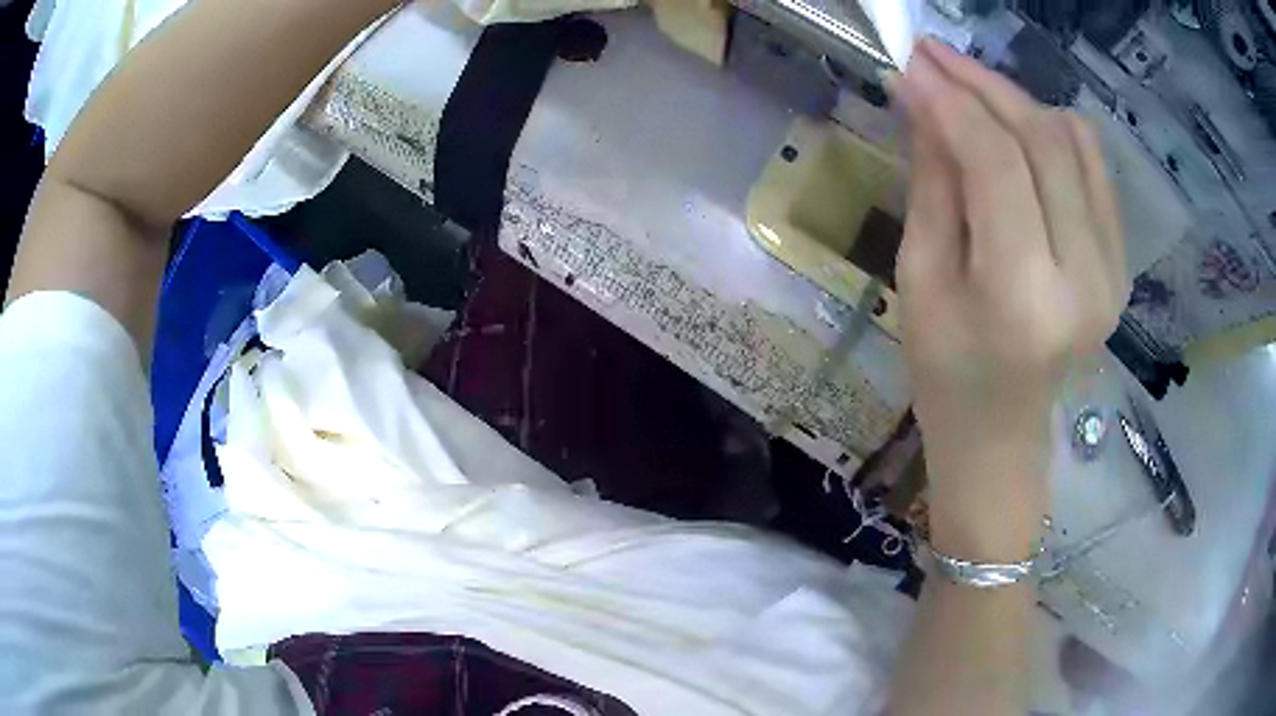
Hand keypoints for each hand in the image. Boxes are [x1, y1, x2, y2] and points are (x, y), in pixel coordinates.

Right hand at [890, 40, 1128, 559]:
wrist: (1003, 434)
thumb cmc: (946, 373)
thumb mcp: (921, 279)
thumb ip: (932, 182)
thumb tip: (921, 99)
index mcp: (1025, 298)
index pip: (996, 164)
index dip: (950, 102)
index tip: (909, 64)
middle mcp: (1086, 278)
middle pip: (1043, 141)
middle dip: (984, 85)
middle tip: (933, 55)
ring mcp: (1114, 271)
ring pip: (1075, 142)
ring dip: (1019, 102)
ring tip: (971, 88)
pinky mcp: (1121, 263)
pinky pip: (1094, 168)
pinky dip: (1055, 131)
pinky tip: (1018, 127)